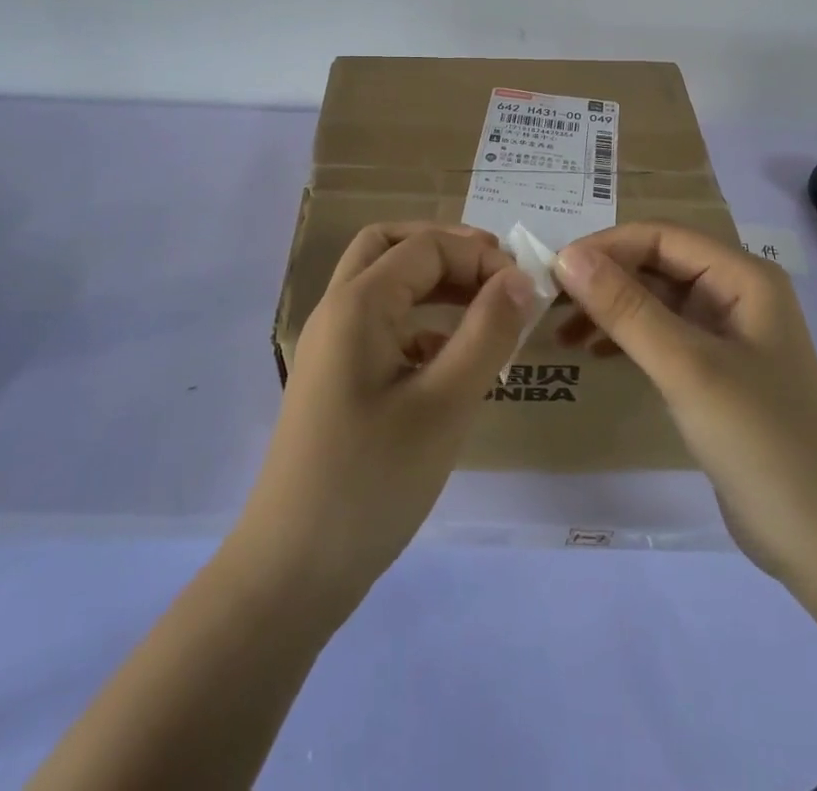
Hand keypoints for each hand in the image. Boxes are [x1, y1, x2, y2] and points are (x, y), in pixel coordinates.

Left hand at [231, 223, 536, 611]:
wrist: (290, 572)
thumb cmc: (372, 480)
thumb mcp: (445, 404)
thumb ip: (487, 333)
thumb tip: (521, 278)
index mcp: (358, 304)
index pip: (426, 246)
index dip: (480, 256)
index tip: (525, 289)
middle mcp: (338, 311)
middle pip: (390, 246)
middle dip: (446, 248)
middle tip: (495, 271)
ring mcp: (332, 346)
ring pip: (383, 284)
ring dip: (433, 281)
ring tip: (485, 305)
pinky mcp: (336, 379)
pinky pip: (381, 325)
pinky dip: (420, 320)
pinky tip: (453, 357)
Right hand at [554, 223, 816, 582]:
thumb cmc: (761, 440)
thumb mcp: (687, 368)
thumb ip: (626, 308)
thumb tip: (567, 256)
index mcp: (743, 276)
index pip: (661, 237)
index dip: (606, 246)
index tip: (554, 271)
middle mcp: (736, 293)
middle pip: (657, 264)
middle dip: (603, 278)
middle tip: (548, 302)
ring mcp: (727, 333)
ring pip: (655, 299)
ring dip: (610, 307)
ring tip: (562, 330)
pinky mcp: (716, 370)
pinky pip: (662, 334)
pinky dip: (626, 337)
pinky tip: (593, 353)